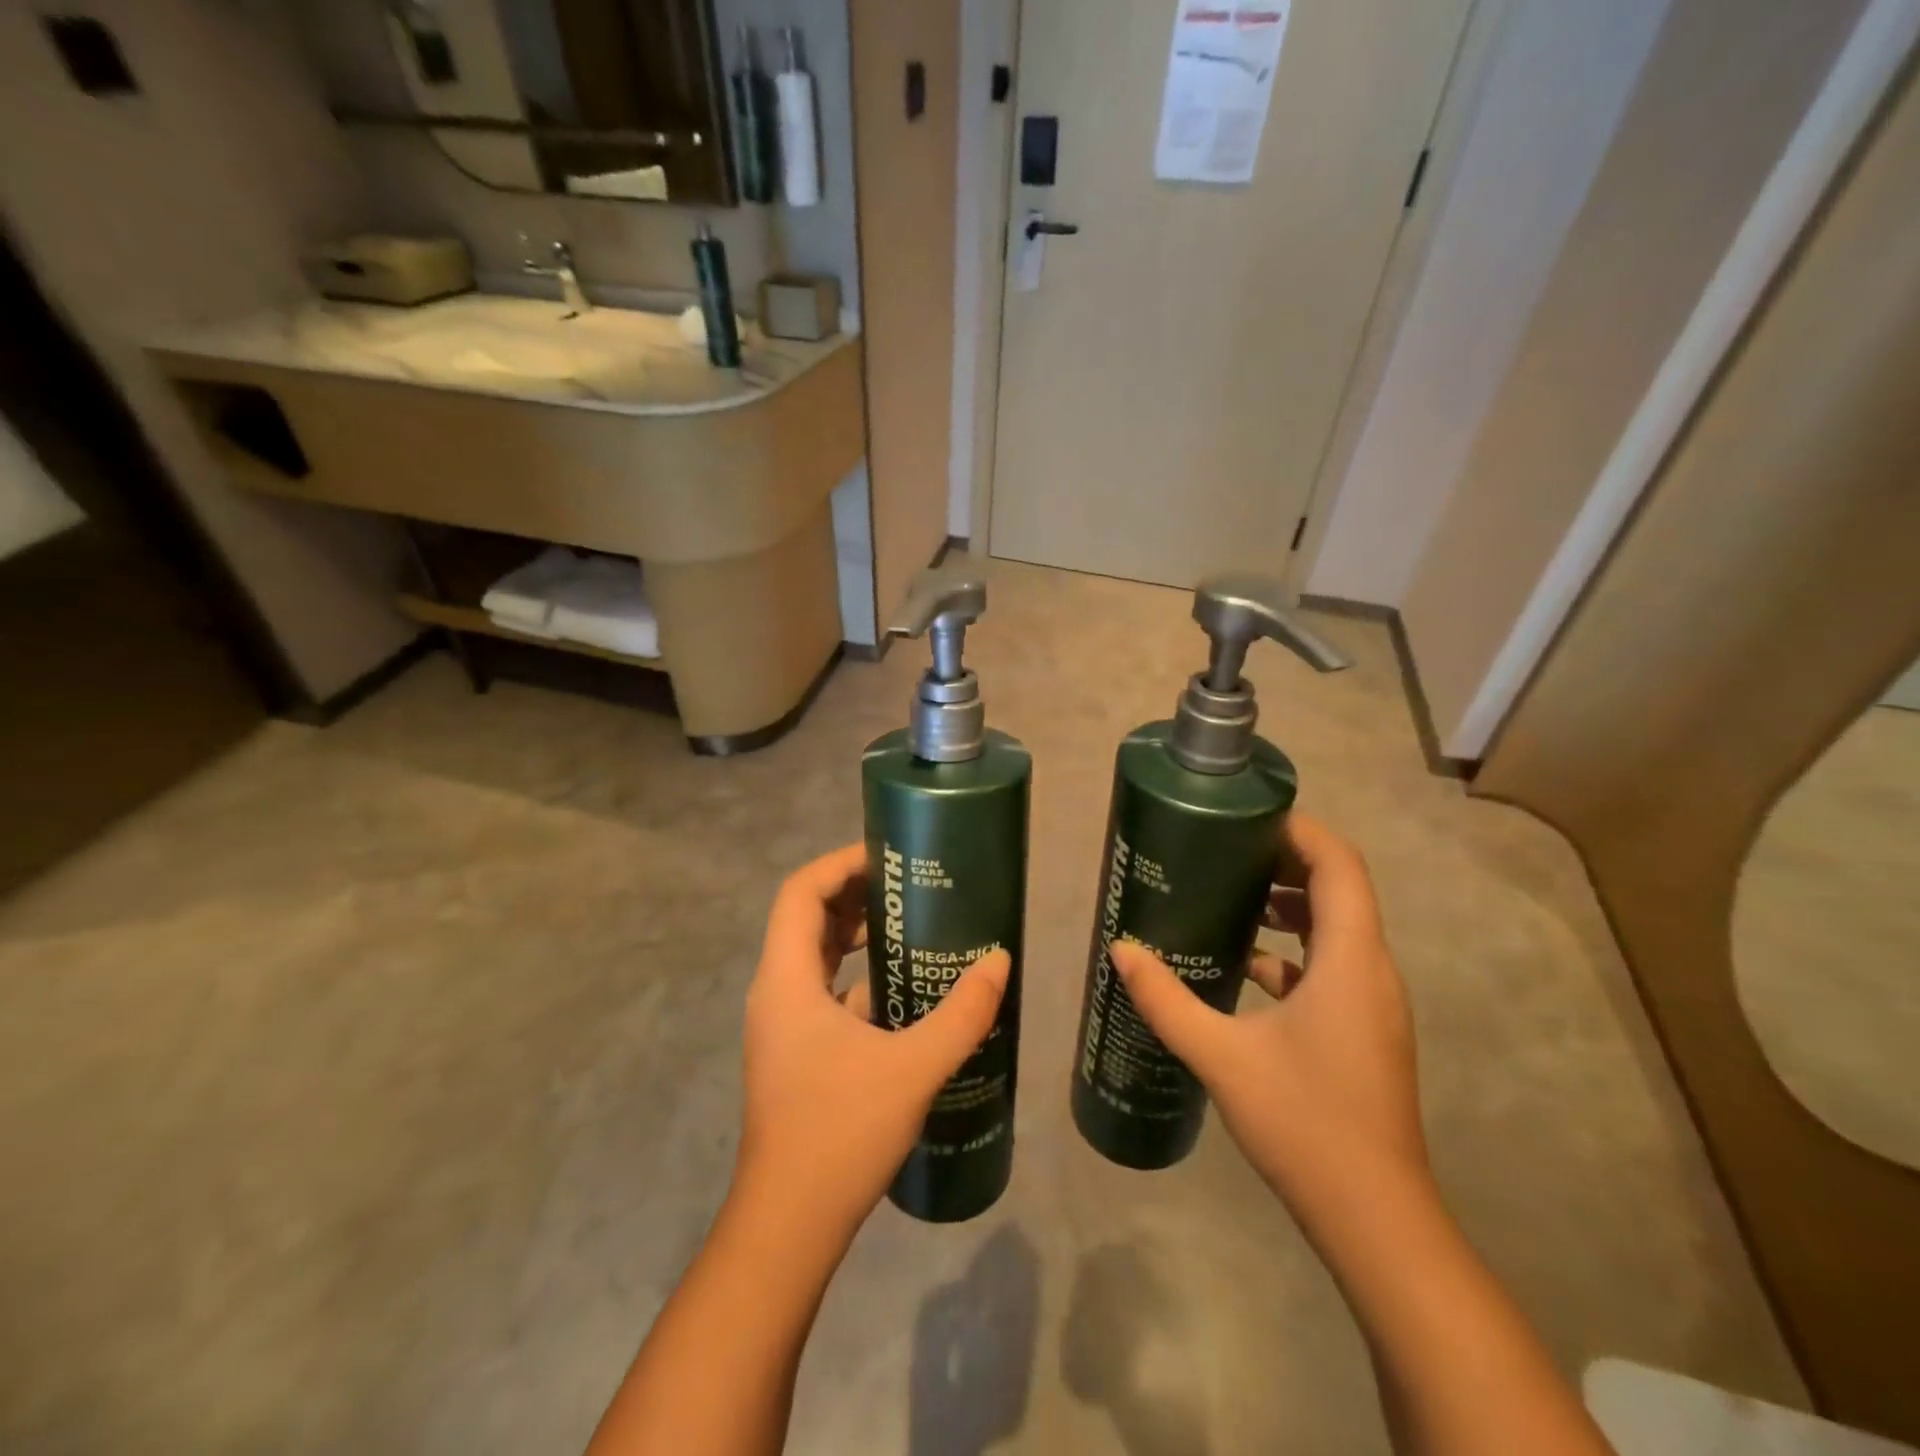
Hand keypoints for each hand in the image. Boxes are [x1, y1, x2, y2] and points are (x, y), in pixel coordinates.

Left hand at [733, 844, 1011, 1243]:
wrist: (789, 1225)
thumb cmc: (840, 1133)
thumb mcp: (912, 1067)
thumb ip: (961, 1014)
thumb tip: (1000, 962)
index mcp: (786, 980)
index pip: (800, 892)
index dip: (839, 863)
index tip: (886, 856)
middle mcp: (775, 992)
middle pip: (806, 918)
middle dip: (854, 894)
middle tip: (907, 885)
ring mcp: (781, 1025)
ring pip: (813, 956)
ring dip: (855, 934)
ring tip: (909, 926)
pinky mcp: (794, 1052)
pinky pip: (822, 991)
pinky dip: (856, 975)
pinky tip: (902, 990)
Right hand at [1110, 813, 1425, 1217]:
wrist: (1374, 1217)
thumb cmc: (1305, 1123)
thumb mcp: (1222, 1056)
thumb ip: (1166, 999)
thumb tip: (1121, 950)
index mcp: (1350, 960)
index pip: (1340, 865)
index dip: (1300, 830)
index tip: (1247, 818)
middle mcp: (1372, 970)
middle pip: (1340, 888)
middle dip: (1286, 860)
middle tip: (1226, 850)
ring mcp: (1373, 1002)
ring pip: (1337, 926)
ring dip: (1290, 904)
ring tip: (1230, 897)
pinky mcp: (1364, 1028)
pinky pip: (1331, 964)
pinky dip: (1293, 949)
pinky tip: (1243, 966)